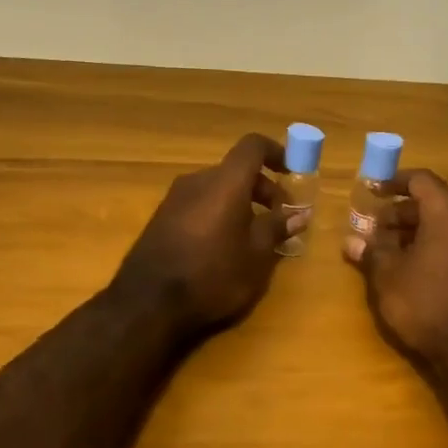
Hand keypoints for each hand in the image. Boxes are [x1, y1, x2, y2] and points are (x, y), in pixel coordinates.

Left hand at [111, 133, 301, 336]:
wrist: (148, 302)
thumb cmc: (212, 275)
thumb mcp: (255, 256)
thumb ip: (277, 228)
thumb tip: (299, 214)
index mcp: (226, 182)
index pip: (252, 146)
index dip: (275, 152)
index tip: (291, 171)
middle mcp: (198, 180)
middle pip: (236, 170)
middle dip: (262, 188)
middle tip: (280, 217)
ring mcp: (175, 198)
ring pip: (217, 188)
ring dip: (241, 203)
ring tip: (255, 236)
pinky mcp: (162, 218)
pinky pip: (200, 204)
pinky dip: (219, 213)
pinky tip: (225, 246)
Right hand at [345, 170, 447, 365]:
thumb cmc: (427, 305)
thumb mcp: (389, 277)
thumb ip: (371, 251)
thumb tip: (351, 240)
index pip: (421, 180)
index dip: (393, 182)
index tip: (370, 191)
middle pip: (433, 202)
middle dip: (400, 212)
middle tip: (373, 229)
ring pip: (445, 224)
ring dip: (415, 230)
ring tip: (387, 251)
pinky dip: (433, 244)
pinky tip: (411, 268)